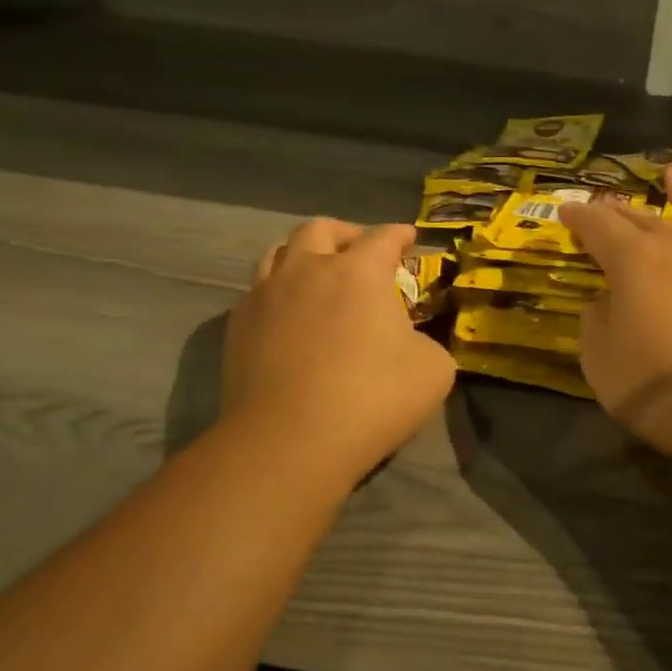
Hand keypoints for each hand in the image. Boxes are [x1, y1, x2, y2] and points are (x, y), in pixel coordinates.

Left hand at [222, 219, 454, 483]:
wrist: (290, 441)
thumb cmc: (372, 399)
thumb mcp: (433, 370)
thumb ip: (427, 342)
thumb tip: (410, 341)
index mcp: (359, 272)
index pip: (384, 237)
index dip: (400, 234)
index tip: (408, 237)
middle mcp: (309, 269)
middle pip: (322, 229)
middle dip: (345, 234)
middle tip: (359, 250)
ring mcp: (266, 294)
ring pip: (279, 251)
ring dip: (303, 255)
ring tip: (315, 273)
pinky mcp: (238, 325)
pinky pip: (257, 291)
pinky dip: (277, 292)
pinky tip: (287, 314)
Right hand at [560, 168, 671, 468]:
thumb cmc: (660, 388)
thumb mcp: (602, 361)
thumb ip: (597, 323)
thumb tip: (606, 302)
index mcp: (634, 262)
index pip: (598, 227)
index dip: (579, 217)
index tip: (566, 212)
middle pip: (645, 220)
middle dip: (621, 211)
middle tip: (607, 205)